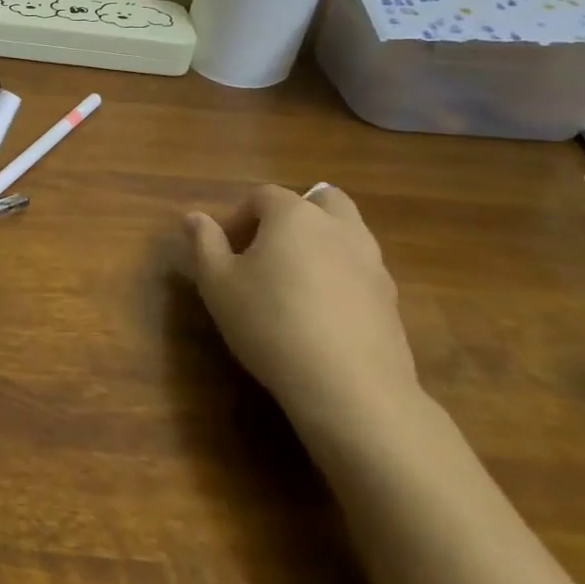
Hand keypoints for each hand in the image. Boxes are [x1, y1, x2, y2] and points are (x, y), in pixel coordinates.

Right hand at [181, 184, 416, 439]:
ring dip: (321, 245)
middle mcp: (339, 228)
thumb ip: (204, 244)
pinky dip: (340, 278)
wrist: (349, 387)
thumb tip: (194, 217)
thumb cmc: (269, 322)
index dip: (238, 217)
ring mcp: (372, 263)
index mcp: (295, 215)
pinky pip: (360, 272)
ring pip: (347, 235)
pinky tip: (320, 314)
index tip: (224, 250)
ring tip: (293, 283)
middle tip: (268, 248)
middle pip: (322, 200)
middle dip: (294, 214)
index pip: (263, 196)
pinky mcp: (390, 301)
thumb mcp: (217, 283)